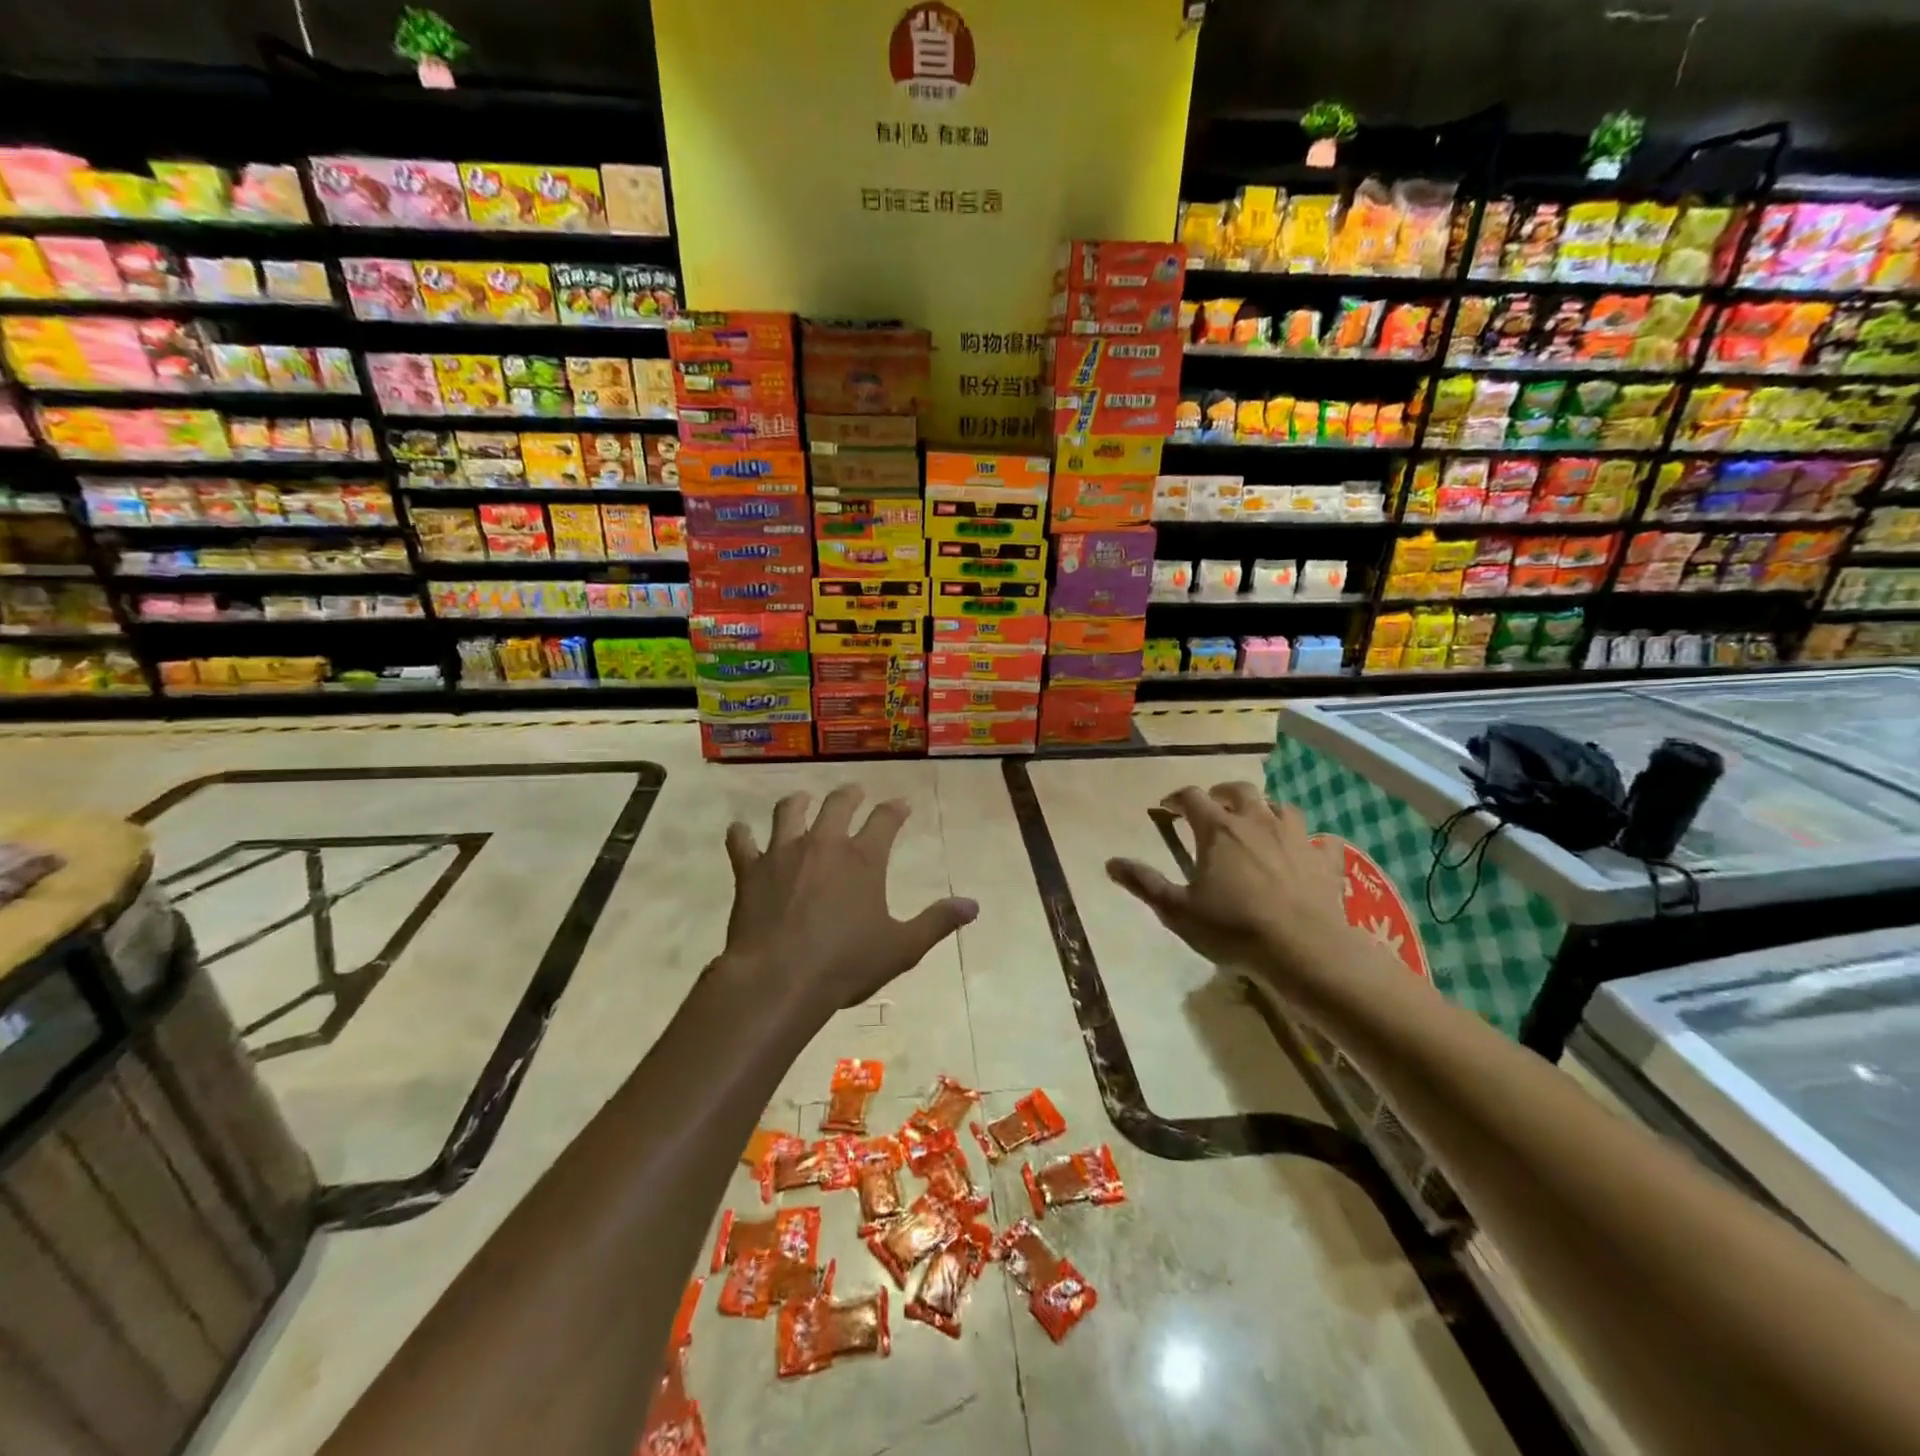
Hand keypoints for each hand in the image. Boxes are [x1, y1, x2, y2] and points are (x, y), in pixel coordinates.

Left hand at [720, 785, 977, 1022]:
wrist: (778, 980)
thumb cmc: (845, 964)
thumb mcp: (902, 948)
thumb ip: (937, 922)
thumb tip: (973, 905)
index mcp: (863, 859)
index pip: (885, 820)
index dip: (895, 809)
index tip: (902, 804)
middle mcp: (824, 844)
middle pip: (837, 804)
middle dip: (849, 795)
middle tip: (853, 792)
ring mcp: (783, 853)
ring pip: (789, 812)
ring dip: (797, 802)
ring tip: (801, 800)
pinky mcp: (750, 871)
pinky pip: (742, 842)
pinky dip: (741, 835)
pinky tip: (741, 832)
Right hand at [1106, 782, 1349, 980]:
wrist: (1305, 949)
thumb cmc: (1234, 928)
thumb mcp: (1178, 910)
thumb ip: (1144, 883)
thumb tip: (1110, 862)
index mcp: (1218, 829)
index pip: (1192, 797)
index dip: (1176, 798)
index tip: (1167, 807)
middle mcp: (1257, 822)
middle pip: (1239, 790)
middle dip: (1222, 792)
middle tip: (1213, 805)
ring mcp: (1296, 837)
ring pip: (1281, 807)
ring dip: (1266, 809)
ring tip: (1258, 823)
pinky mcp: (1325, 860)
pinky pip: (1323, 841)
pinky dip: (1312, 842)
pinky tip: (1309, 852)